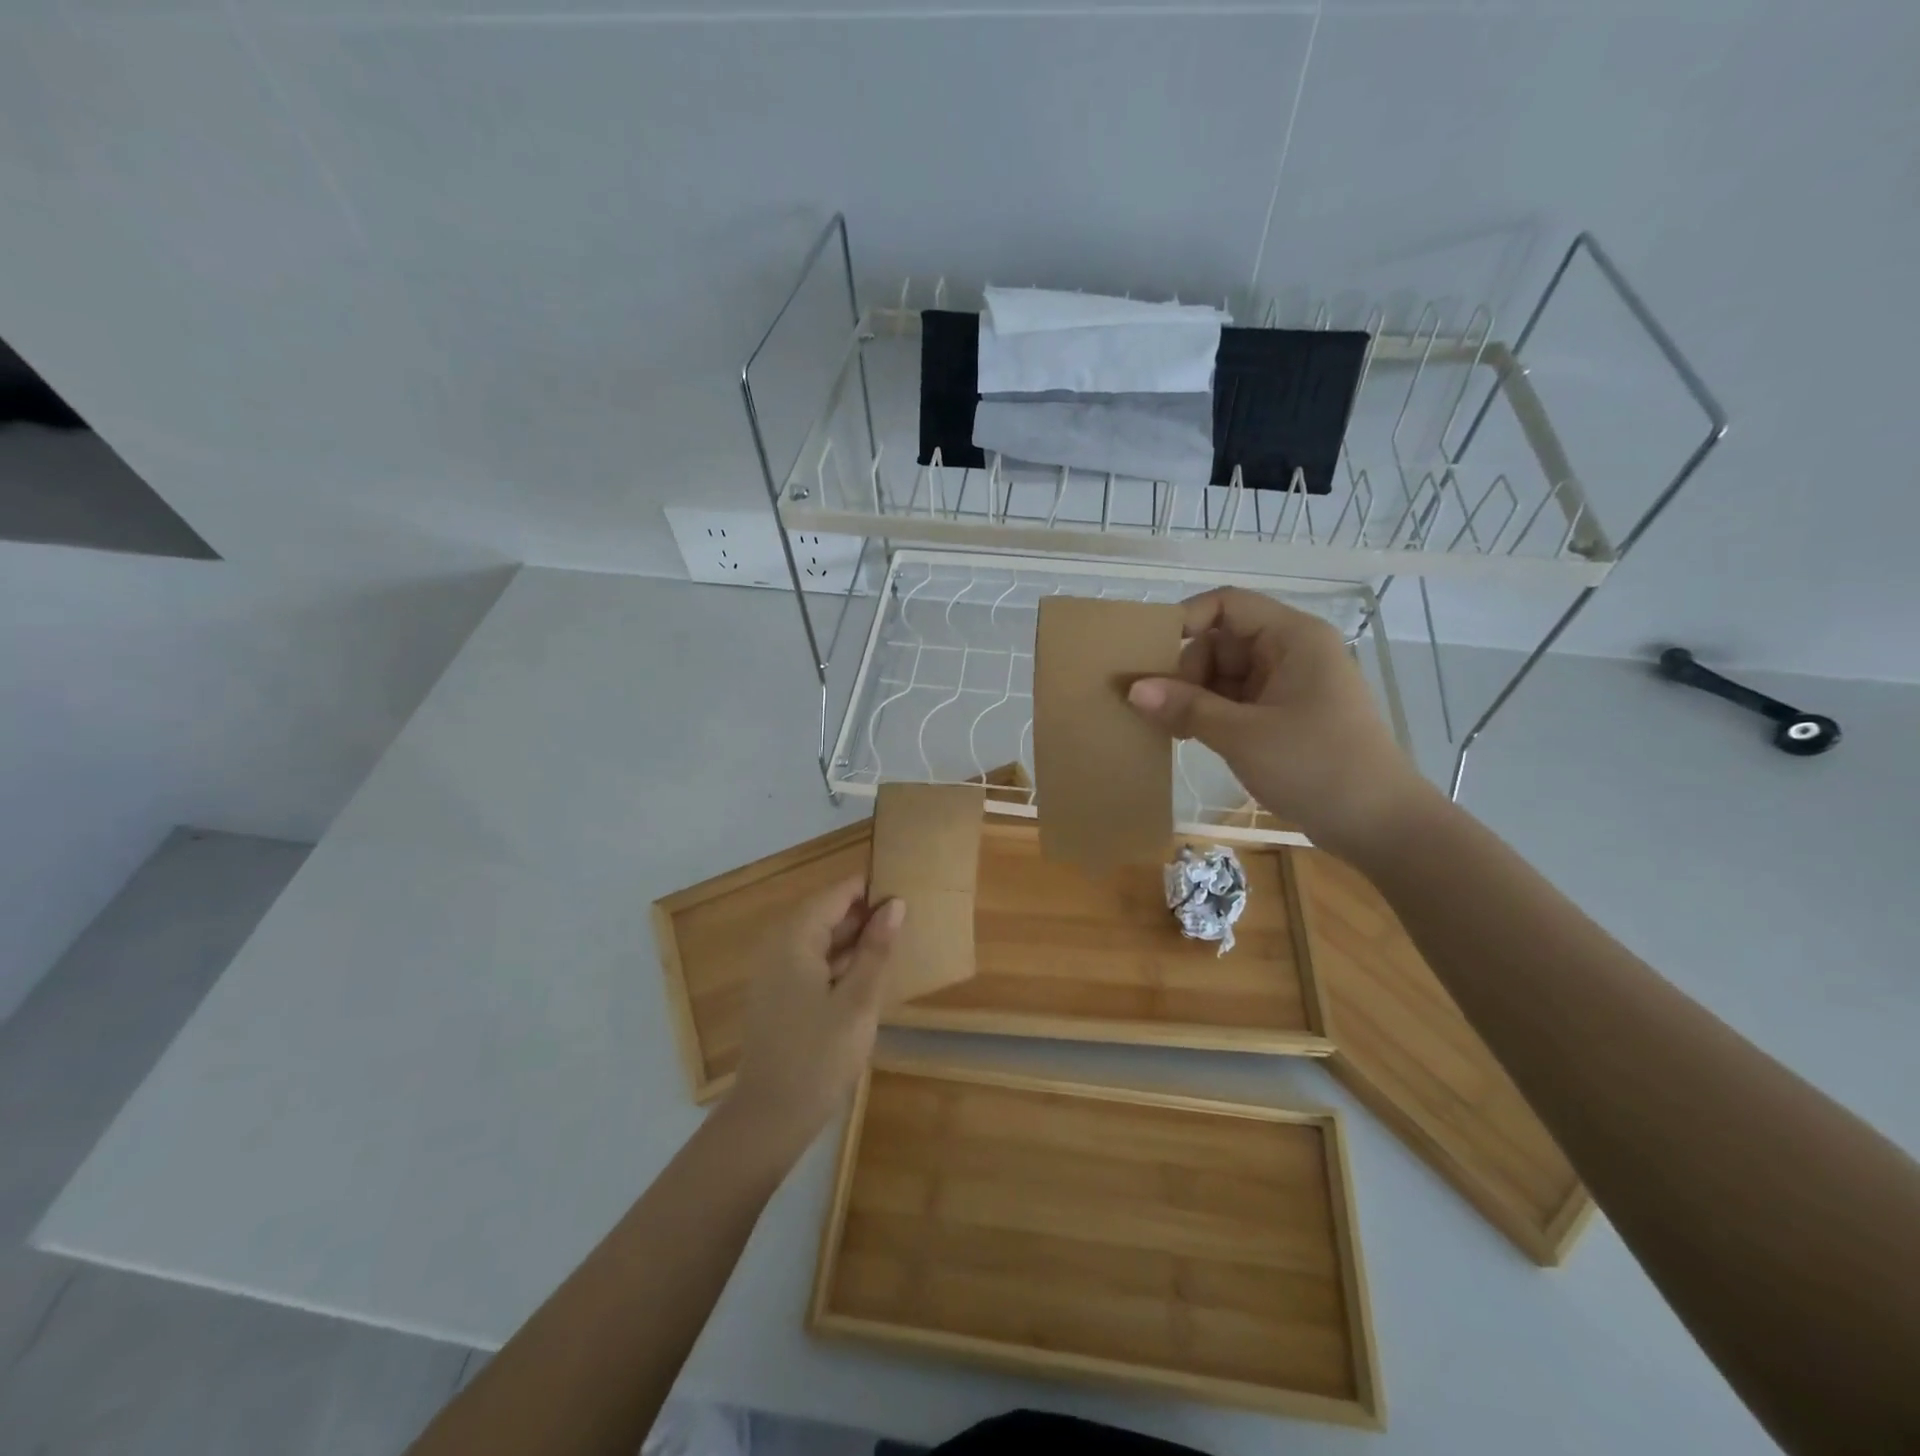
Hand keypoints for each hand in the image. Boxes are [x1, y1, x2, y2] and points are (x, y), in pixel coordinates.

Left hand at [721, 877, 904, 1161]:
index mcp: (795, 937)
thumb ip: (876, 948)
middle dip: (866, 915)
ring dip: (855, 939)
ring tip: (896, 942)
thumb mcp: (858, 1000)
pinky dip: (840, 961)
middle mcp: (779, 945)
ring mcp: (775, 971)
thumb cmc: (819, 1055)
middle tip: (909, 921)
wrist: (770, 1117)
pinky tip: (869, 973)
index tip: (908, 893)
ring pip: (821, 938)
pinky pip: (813, 961)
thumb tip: (895, 904)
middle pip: (827, 913)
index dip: (872, 890)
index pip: (838, 894)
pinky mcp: (778, 994)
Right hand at [1126, 588, 1435, 853]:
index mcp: (1293, 637)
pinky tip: (1188, 738)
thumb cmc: (1316, 767)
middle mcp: (1291, 652)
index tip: (1149, 656)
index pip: (1227, 604)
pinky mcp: (1284, 716)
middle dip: (1187, 671)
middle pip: (1221, 640)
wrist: (1381, 825)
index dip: (1185, 620)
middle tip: (1163, 710)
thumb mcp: (1243, 736)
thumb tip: (1133, 689)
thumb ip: (1186, 708)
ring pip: (1224, 674)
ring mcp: (1288, 685)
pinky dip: (1210, 714)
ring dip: (1194, 697)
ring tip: (1172, 730)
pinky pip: (1236, 701)